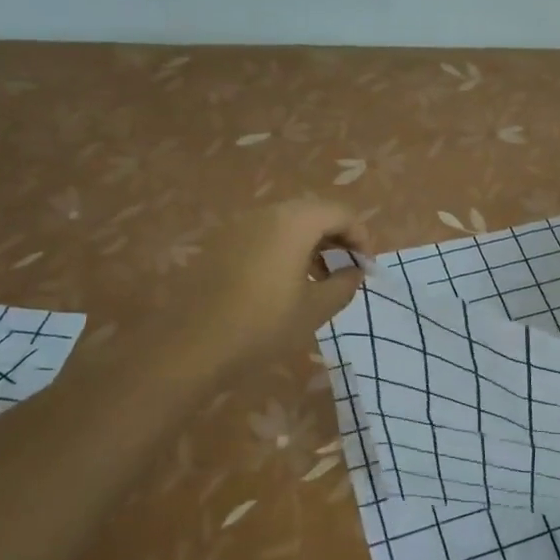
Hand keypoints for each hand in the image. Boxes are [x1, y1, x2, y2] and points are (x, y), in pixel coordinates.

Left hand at [161, 199, 369, 378]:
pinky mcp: (221, 243)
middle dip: (337, 237)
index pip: (341, 213)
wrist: (191, 347)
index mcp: (294, 222)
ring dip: (312, 243)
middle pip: (314, 212)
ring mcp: (239, 226)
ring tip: (321, 278)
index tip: (367, 268)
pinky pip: (265, 234)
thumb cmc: (263, 325)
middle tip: (348, 269)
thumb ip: (344, 284)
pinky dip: (286, 248)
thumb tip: (355, 271)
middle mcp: (266, 213)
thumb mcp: (315, 309)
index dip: (362, 237)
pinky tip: (286, 281)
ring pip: (288, 222)